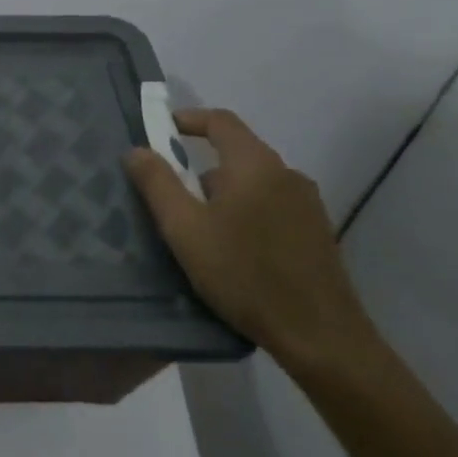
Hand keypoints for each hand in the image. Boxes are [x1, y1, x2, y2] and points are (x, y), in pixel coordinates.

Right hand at [124, 108, 376, 373]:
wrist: (321, 337)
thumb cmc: (244, 275)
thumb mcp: (185, 229)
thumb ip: (157, 184)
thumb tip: (137, 150)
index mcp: (256, 165)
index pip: (221, 121)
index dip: (189, 120)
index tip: (161, 133)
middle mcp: (287, 175)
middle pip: (236, 154)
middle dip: (199, 170)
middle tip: (171, 199)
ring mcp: (307, 205)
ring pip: (253, 184)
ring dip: (222, 196)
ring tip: (199, 233)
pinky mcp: (316, 233)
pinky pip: (271, 206)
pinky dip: (246, 213)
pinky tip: (234, 251)